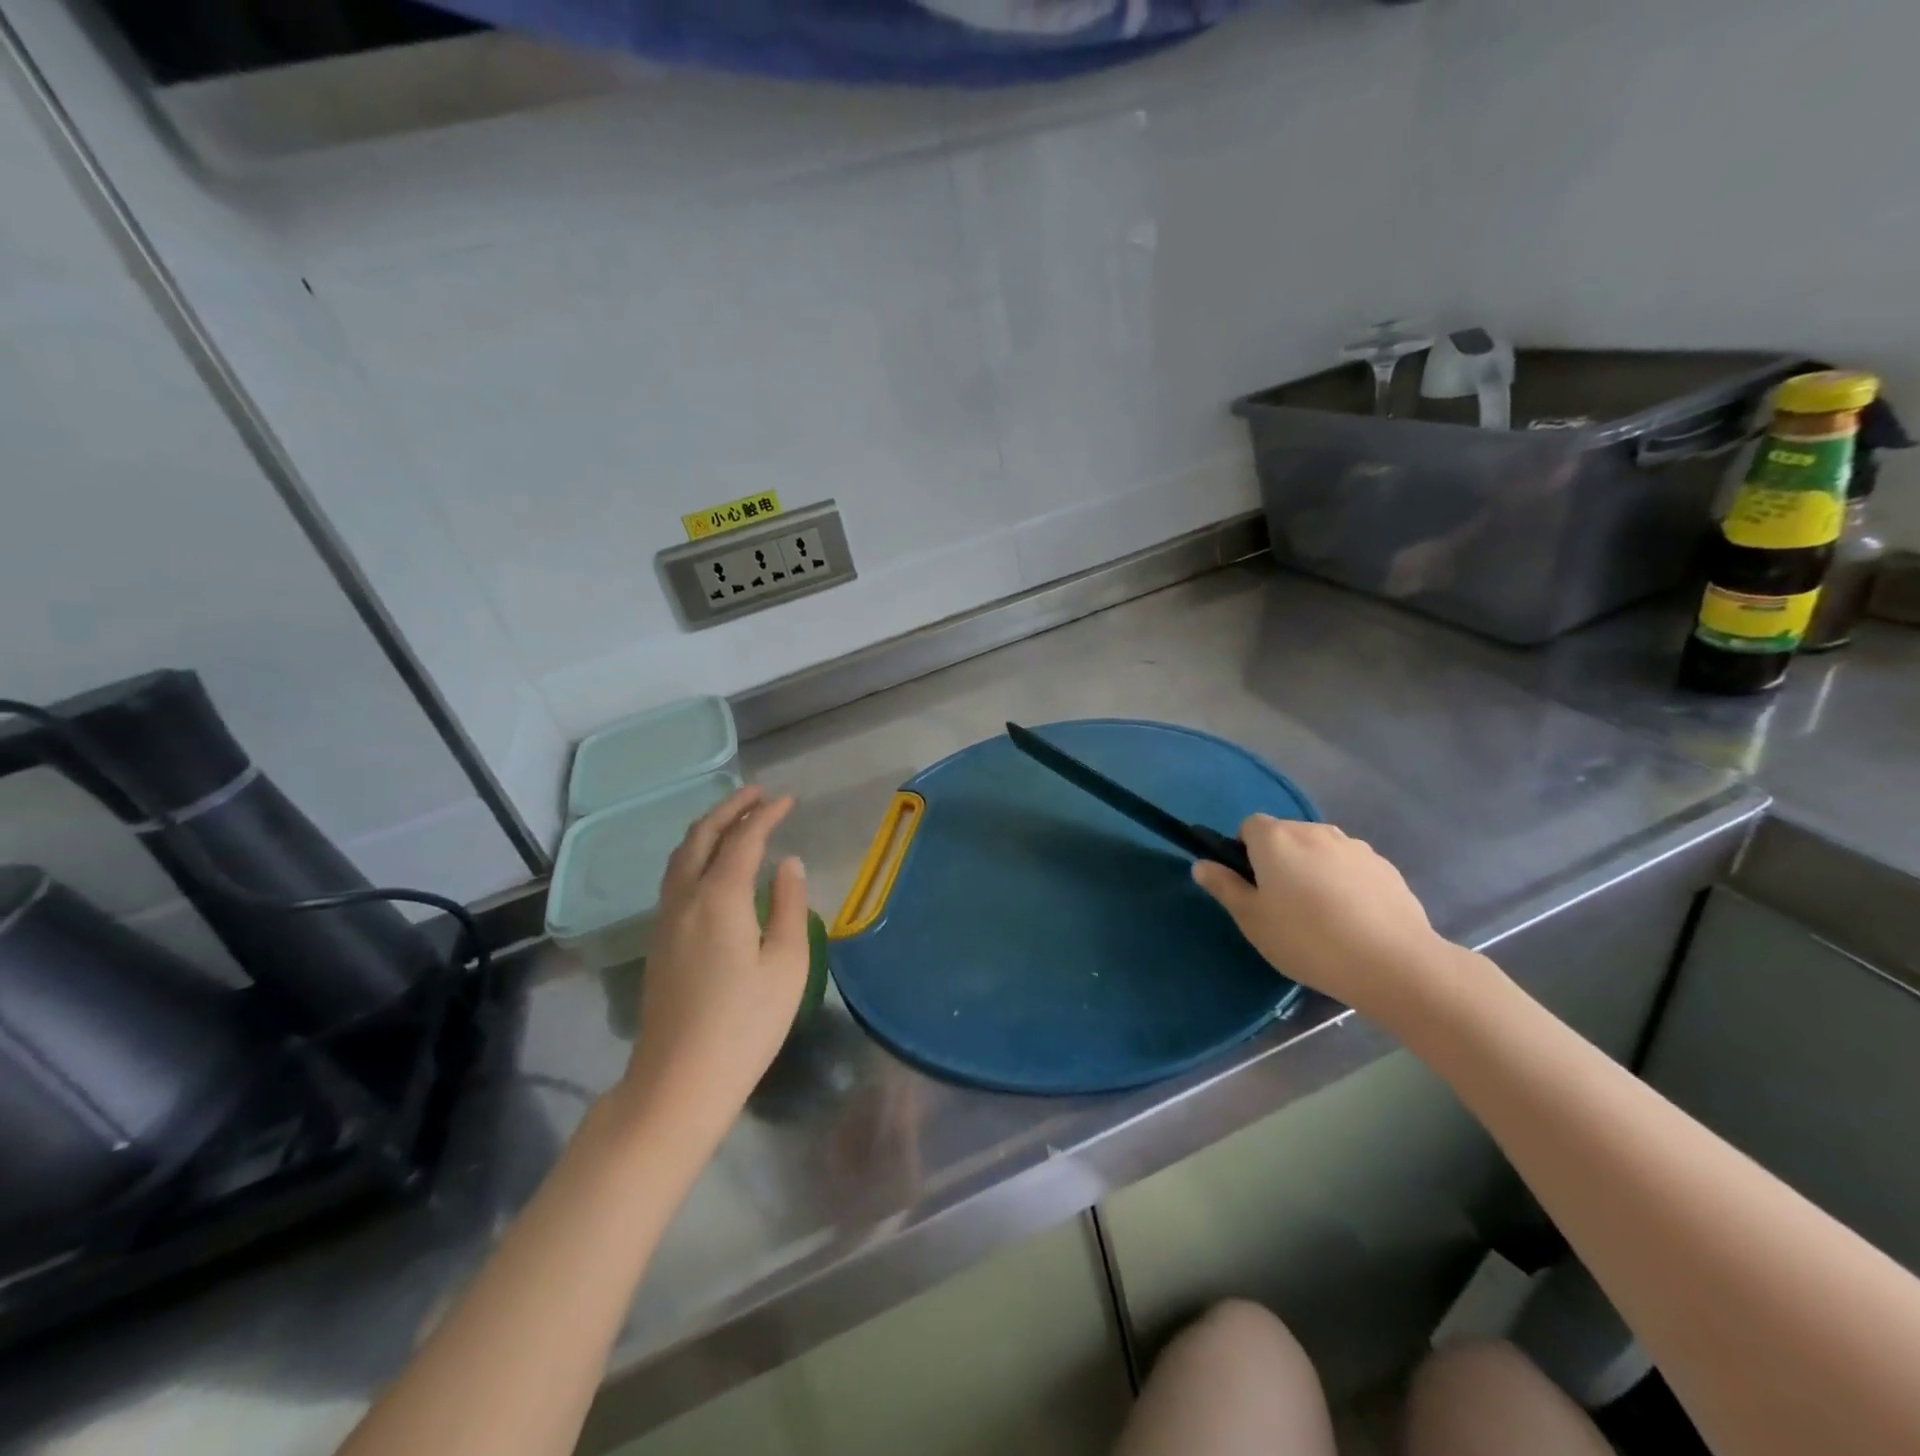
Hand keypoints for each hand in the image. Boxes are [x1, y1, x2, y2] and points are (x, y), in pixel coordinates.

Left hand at [614, 786, 810, 1154]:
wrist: (679, 1081)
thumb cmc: (745, 1024)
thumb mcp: (786, 965)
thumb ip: (790, 907)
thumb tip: (789, 864)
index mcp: (720, 898)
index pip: (743, 839)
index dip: (766, 814)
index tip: (788, 800)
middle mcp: (685, 898)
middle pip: (701, 837)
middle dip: (729, 808)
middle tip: (757, 793)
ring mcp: (665, 920)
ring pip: (681, 855)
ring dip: (707, 828)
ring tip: (733, 817)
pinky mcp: (659, 940)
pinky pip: (674, 876)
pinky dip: (695, 852)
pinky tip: (711, 864)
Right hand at [1192, 816, 1452, 1018]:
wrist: (1392, 963)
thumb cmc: (1307, 939)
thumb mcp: (1252, 919)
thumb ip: (1224, 886)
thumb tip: (1201, 864)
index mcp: (1276, 839)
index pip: (1249, 825)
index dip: (1244, 851)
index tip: (1252, 885)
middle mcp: (1314, 831)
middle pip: (1286, 836)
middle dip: (1280, 860)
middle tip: (1282, 905)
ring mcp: (1354, 846)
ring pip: (1320, 851)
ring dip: (1313, 870)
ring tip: (1321, 916)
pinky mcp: (1385, 866)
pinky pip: (1351, 867)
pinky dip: (1345, 883)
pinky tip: (1353, 920)